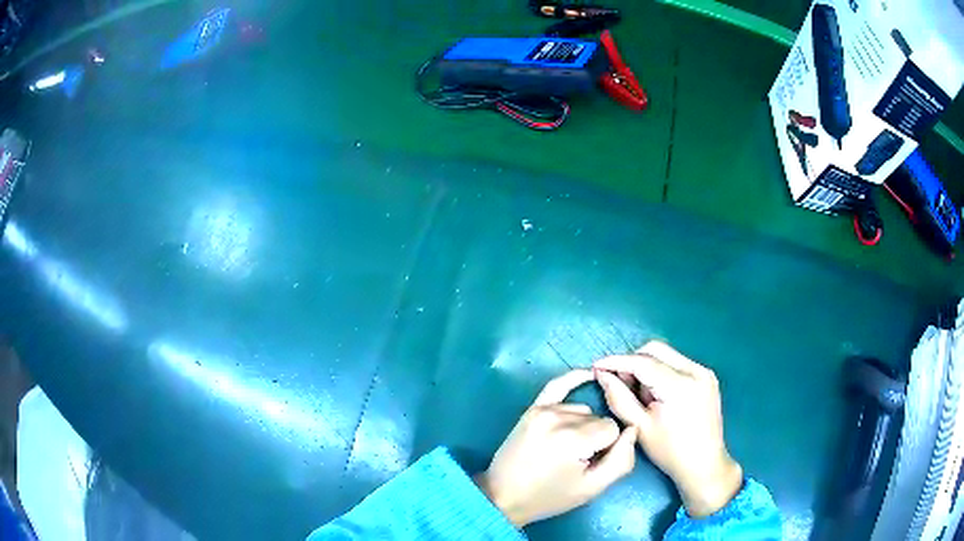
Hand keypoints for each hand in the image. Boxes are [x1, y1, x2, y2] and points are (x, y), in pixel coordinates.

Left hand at [475, 370, 637, 527]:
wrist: (504, 496)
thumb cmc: (550, 497)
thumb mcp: (592, 488)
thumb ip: (622, 460)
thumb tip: (633, 431)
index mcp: (574, 439)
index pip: (613, 429)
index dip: (607, 448)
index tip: (590, 464)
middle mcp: (559, 418)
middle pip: (597, 419)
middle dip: (594, 438)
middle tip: (576, 461)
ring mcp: (543, 410)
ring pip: (583, 410)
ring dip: (581, 426)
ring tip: (565, 450)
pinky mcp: (532, 409)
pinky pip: (557, 386)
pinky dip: (575, 379)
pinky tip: (590, 373)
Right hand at [594, 341, 742, 517]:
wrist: (704, 464)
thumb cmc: (670, 451)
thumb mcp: (639, 427)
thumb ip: (619, 398)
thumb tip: (602, 375)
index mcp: (680, 386)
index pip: (643, 362)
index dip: (617, 361)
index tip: (597, 365)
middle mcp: (696, 371)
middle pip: (656, 349)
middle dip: (633, 362)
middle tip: (620, 383)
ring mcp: (704, 372)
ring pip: (667, 354)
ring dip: (647, 366)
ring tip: (642, 395)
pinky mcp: (707, 376)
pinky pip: (678, 363)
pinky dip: (662, 371)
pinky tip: (657, 394)